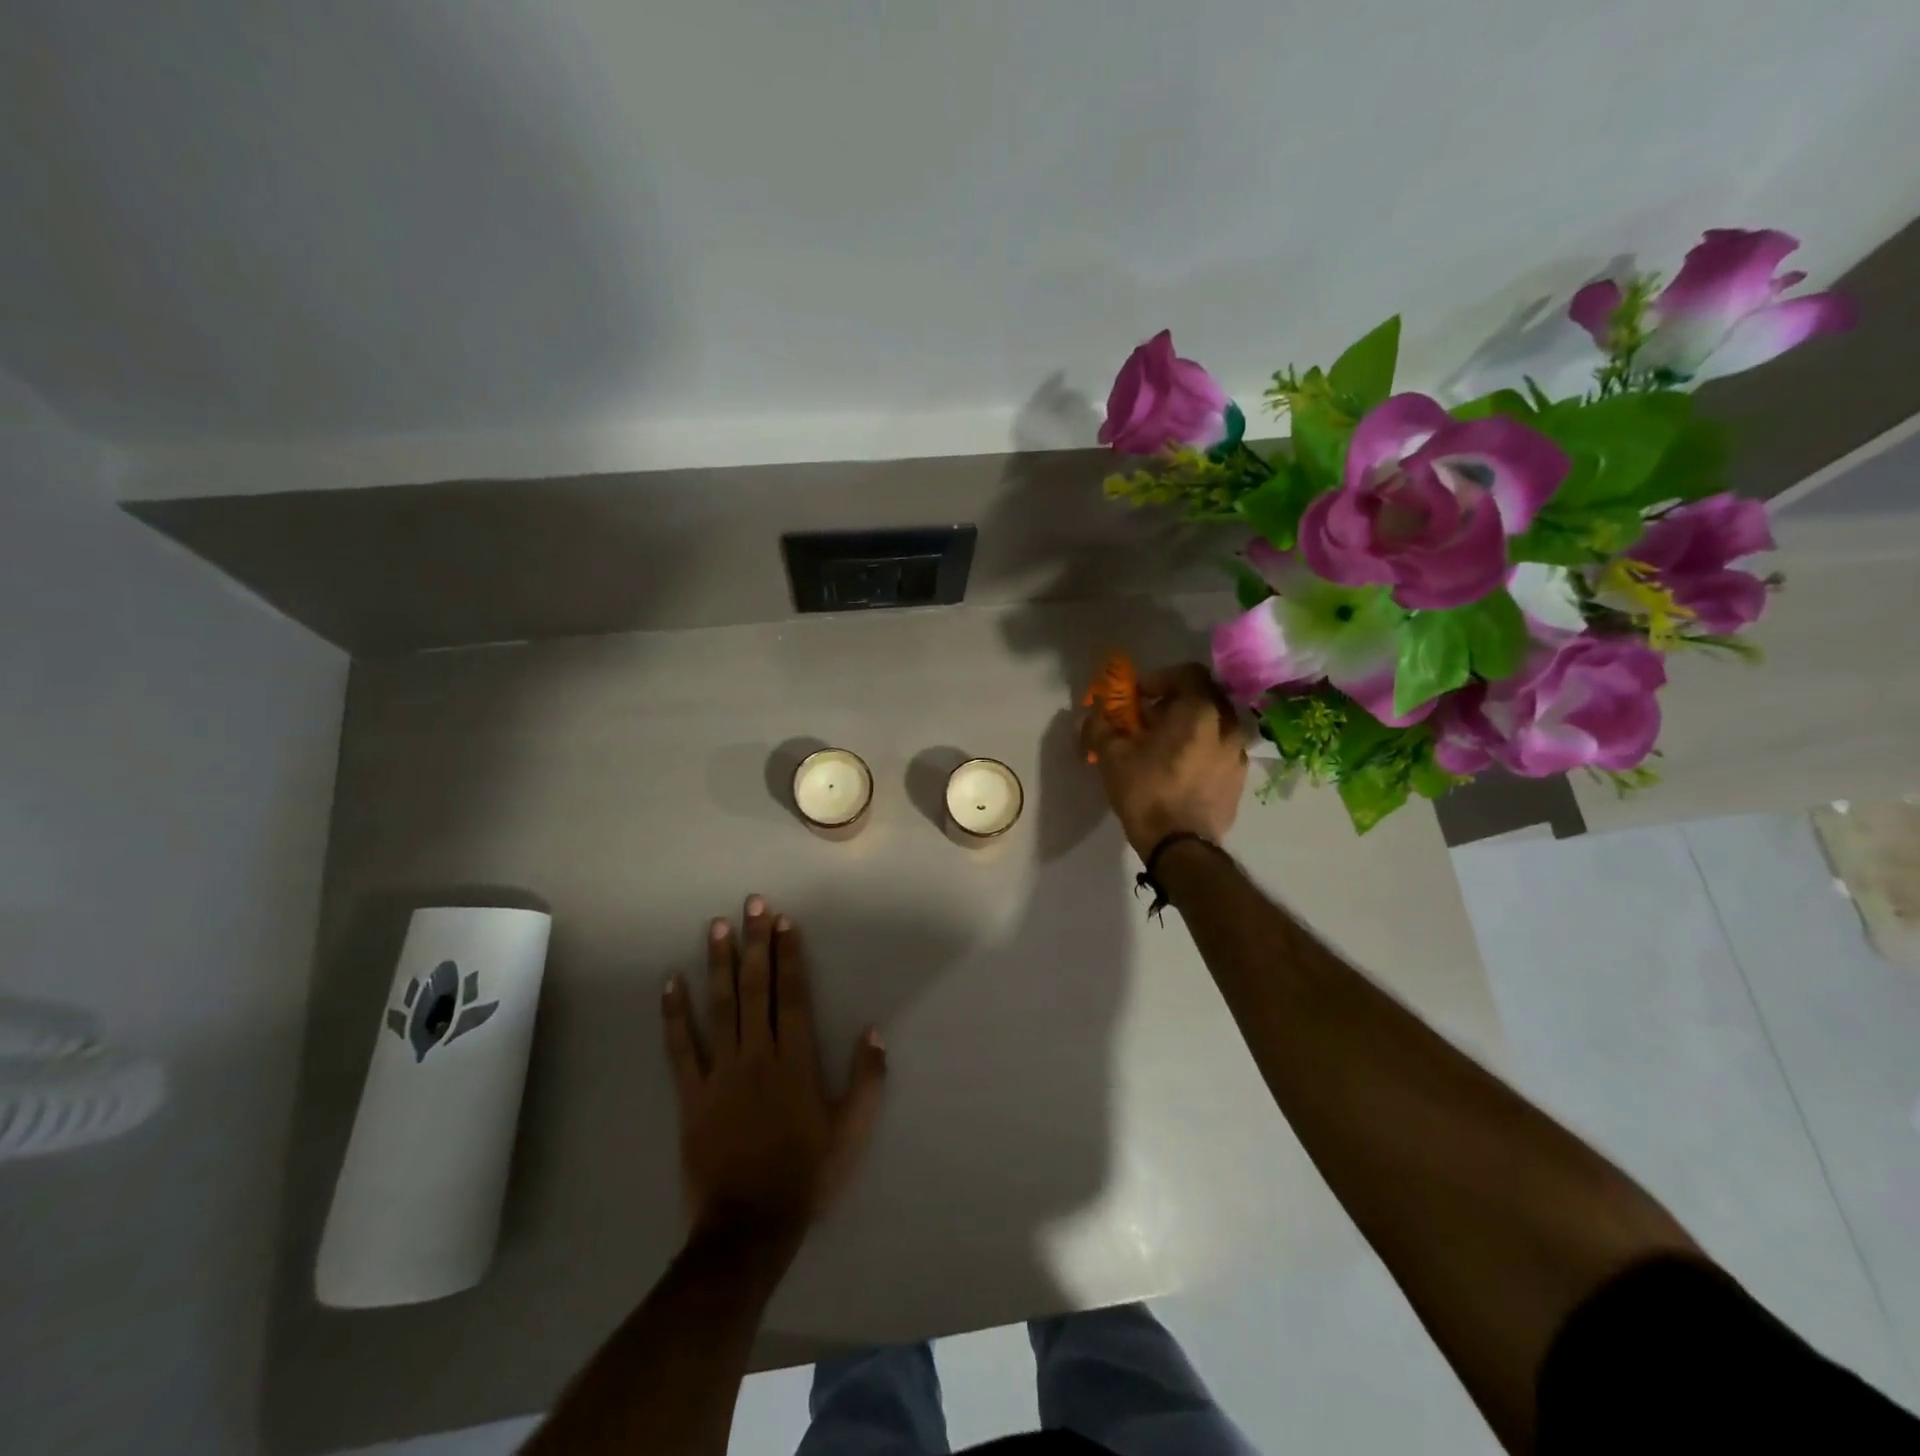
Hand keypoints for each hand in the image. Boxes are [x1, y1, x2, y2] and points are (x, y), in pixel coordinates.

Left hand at [661, 895, 887, 1247]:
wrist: (748, 1228)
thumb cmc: (806, 1176)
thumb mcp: (852, 1132)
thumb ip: (868, 1080)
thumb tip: (873, 1030)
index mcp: (796, 1061)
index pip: (792, 995)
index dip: (788, 955)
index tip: (783, 921)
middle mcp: (757, 1055)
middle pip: (755, 988)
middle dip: (754, 943)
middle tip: (750, 904)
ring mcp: (720, 1073)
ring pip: (719, 1007)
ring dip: (718, 965)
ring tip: (716, 927)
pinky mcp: (691, 1096)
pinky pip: (680, 1048)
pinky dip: (673, 1015)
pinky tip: (670, 983)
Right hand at [1081, 661, 1248, 857]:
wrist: (1180, 847)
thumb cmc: (1145, 792)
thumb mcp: (1111, 756)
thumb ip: (1100, 725)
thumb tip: (1092, 713)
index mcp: (1199, 712)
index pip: (1188, 673)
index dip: (1160, 678)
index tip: (1139, 696)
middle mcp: (1227, 726)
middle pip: (1206, 697)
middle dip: (1178, 700)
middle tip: (1152, 718)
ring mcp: (1238, 754)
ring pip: (1217, 725)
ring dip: (1194, 726)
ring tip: (1168, 745)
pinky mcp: (1240, 779)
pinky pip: (1223, 750)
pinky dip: (1205, 749)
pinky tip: (1183, 769)